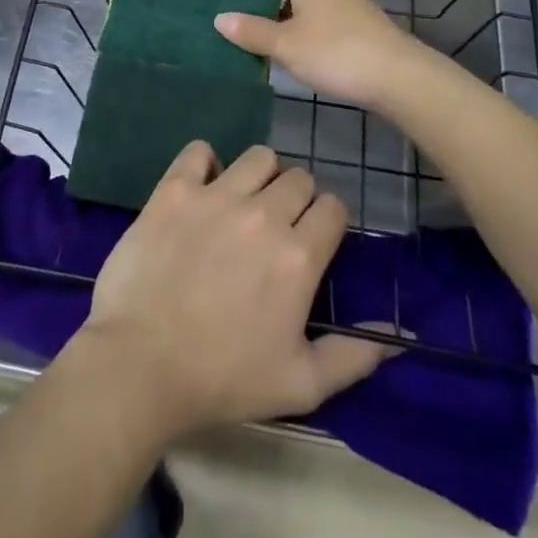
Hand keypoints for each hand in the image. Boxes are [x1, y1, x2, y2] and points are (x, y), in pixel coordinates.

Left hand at [79, 143, 386, 440]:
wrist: (141, 363)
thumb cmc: (223, 378)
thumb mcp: (299, 385)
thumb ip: (352, 358)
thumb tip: (397, 341)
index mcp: (298, 255)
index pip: (333, 207)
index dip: (328, 221)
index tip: (313, 241)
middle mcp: (263, 214)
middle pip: (298, 178)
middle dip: (296, 199)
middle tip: (276, 229)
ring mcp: (216, 195)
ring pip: (258, 157)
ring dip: (259, 176)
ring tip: (243, 204)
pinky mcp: (174, 189)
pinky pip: (199, 151)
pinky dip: (204, 164)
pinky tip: (200, 189)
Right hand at [215, 0, 447, 111]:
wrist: (399, 78)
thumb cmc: (336, 53)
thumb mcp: (286, 45)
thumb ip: (252, 32)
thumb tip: (220, 18)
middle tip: (241, 14)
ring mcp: (350, 6)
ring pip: (309, 2)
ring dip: (286, 15)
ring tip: (263, 37)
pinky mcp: (363, 29)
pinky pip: (324, 20)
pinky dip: (306, 29)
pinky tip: (298, 54)